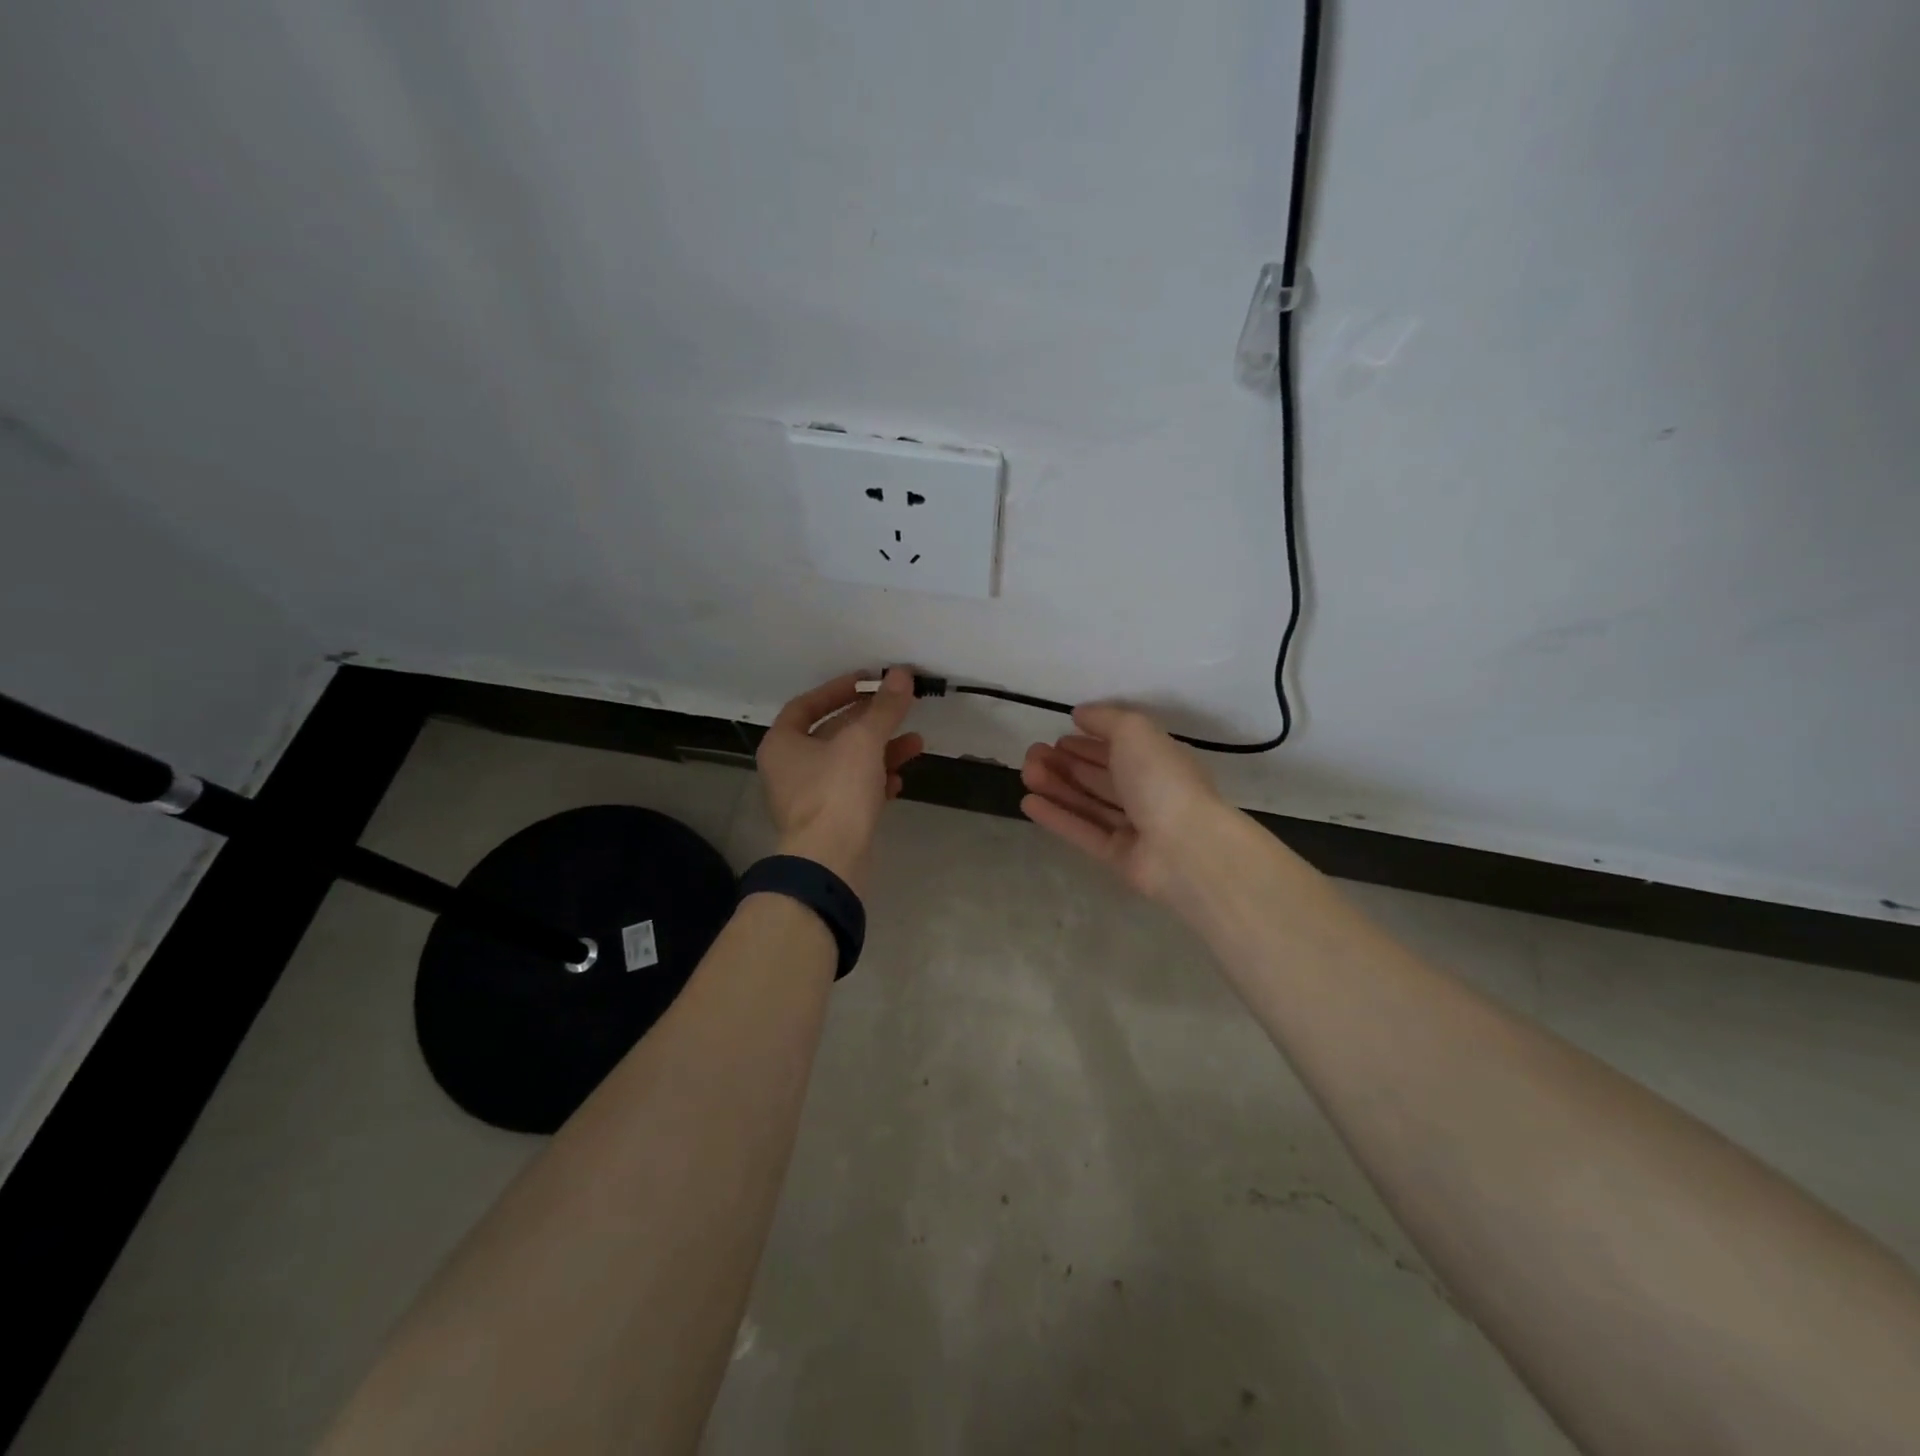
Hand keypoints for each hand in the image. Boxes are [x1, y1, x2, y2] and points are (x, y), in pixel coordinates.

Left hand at [757, 668, 922, 890]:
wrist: (830, 861)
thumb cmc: (836, 791)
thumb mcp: (863, 741)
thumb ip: (884, 707)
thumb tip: (901, 673)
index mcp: (782, 744)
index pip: (807, 705)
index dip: (838, 690)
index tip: (868, 681)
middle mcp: (789, 768)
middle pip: (832, 734)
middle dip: (871, 722)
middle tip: (900, 709)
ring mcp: (808, 797)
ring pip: (848, 763)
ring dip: (882, 751)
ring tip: (916, 744)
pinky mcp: (829, 820)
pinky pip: (854, 791)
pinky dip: (876, 782)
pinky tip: (898, 781)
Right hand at [1020, 703, 1230, 902]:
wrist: (1185, 847)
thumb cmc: (1161, 779)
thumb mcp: (1134, 731)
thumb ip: (1105, 719)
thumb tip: (1080, 714)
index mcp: (1158, 760)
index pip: (1119, 748)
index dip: (1089, 742)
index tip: (1057, 737)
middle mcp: (1147, 792)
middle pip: (1100, 776)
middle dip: (1065, 763)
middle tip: (1031, 753)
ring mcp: (1134, 827)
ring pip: (1089, 802)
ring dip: (1056, 786)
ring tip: (1026, 773)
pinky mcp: (1118, 856)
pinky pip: (1083, 832)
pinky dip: (1057, 817)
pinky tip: (1028, 802)